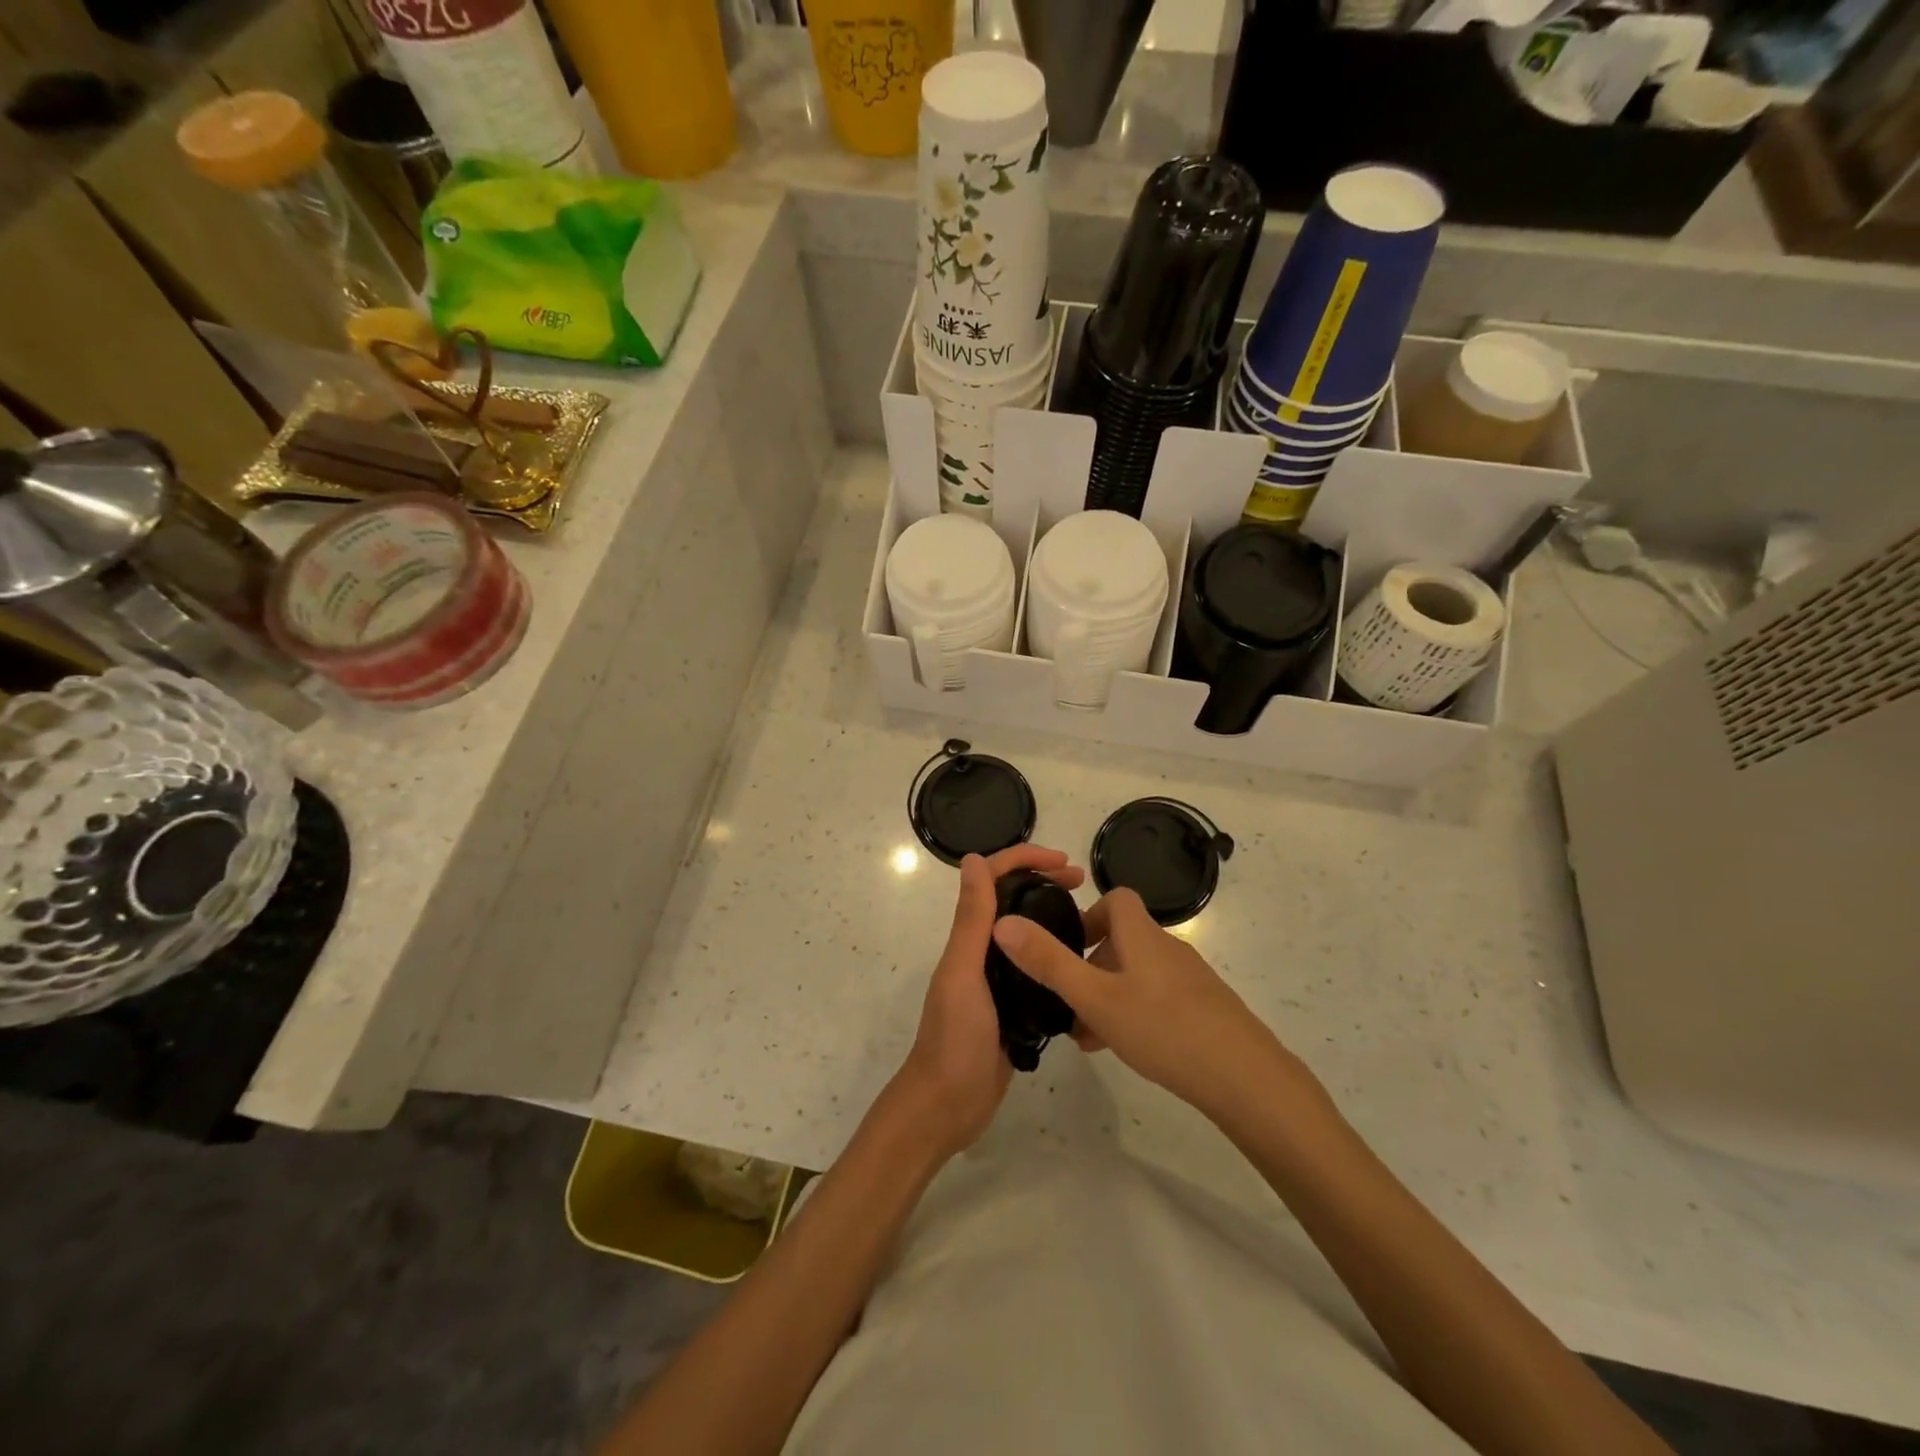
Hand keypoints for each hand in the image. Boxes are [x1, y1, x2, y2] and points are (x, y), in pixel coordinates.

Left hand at [892, 844, 1085, 1155]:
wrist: (949, 1105)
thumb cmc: (954, 1037)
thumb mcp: (963, 973)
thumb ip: (970, 919)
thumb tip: (973, 858)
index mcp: (969, 938)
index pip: (993, 880)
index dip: (1024, 860)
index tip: (1065, 863)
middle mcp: (982, 952)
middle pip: (1013, 901)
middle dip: (1044, 882)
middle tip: (1083, 884)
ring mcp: (999, 980)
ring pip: (1027, 933)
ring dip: (1051, 914)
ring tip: (1089, 917)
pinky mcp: (1014, 1007)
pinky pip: (1036, 970)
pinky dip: (1055, 955)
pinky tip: (1081, 962)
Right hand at [991, 887, 1294, 1120]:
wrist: (1244, 1076)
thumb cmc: (1162, 1027)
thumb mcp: (1094, 997)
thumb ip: (1048, 962)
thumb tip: (1003, 922)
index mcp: (1141, 934)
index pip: (1116, 898)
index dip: (1088, 914)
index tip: (1067, 946)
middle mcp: (1167, 947)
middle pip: (1123, 939)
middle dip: (1091, 965)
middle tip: (1069, 1002)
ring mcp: (1190, 979)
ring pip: (1138, 974)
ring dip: (1109, 994)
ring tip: (1088, 1036)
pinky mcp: (1205, 1008)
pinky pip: (1158, 998)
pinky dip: (1134, 1012)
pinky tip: (1125, 1049)